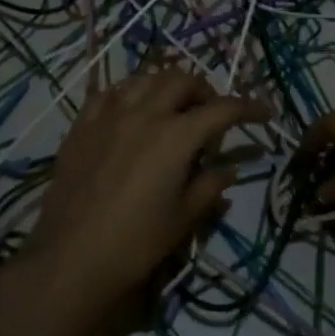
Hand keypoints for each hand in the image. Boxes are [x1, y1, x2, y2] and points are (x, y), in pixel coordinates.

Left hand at [29, 70, 269, 310]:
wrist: (71, 256)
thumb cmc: (135, 242)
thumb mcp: (182, 218)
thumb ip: (210, 186)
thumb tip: (229, 169)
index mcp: (176, 136)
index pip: (222, 109)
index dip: (248, 108)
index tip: (263, 113)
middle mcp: (145, 113)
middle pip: (182, 80)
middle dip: (204, 90)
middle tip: (211, 113)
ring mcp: (110, 114)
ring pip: (146, 78)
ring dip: (167, 85)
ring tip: (173, 107)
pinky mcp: (83, 124)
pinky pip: (111, 92)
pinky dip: (130, 93)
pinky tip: (132, 110)